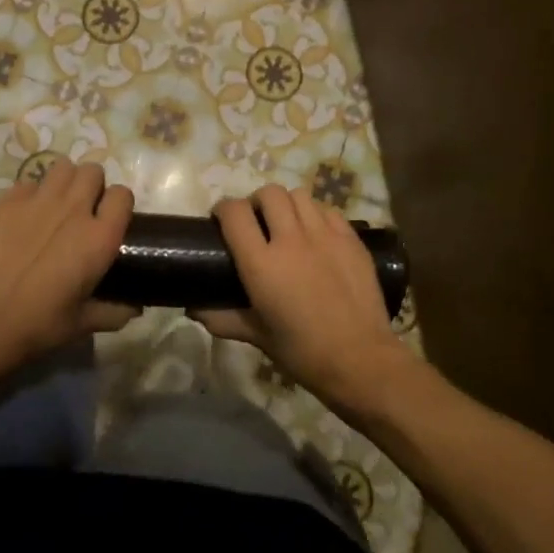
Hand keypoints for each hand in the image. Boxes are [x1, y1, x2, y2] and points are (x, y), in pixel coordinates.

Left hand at [0, 160, 134, 361]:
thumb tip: (134, 309)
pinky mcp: (8, 202)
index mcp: (100, 237)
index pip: (123, 195)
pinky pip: (27, 182)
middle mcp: (74, 209)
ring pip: (62, 166)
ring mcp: (39, 201)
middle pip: (93, 171)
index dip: (118, 203)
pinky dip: (30, 193)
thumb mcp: (84, 322)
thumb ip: (114, 312)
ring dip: (64, 181)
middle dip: (92, 185)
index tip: (110, 217)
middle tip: (82, 209)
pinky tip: (23, 215)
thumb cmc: (41, 324)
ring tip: (56, 203)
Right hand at [203, 186, 407, 408]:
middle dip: (257, 202)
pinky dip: (316, 215)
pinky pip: (327, 210)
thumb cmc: (302, 352)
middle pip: (269, 193)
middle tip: (257, 223)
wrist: (360, 359)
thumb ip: (223, 318)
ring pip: (299, 195)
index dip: (223, 210)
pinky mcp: (351, 239)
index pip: (235, 213)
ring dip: (287, 205)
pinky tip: (316, 235)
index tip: (222, 220)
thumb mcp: (257, 336)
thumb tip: (193, 309)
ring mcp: (325, 235)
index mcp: (262, 264)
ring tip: (288, 225)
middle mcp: (291, 240)